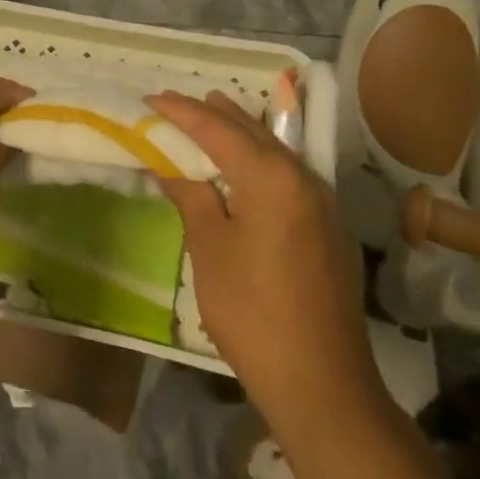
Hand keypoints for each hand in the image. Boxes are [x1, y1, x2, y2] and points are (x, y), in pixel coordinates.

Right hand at [149, 91, 382, 418]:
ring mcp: (323, 203)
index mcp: (272, 178)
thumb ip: (191, 196)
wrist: (320, 380)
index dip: (182, 112)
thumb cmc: (252, 310)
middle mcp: (304, 178)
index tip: (151, 98)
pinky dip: (260, 159)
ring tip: (212, 113)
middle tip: (178, 101)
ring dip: (240, 132)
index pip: (218, 130)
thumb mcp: (210, 248)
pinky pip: (288, 175)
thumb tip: (169, 164)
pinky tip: (245, 165)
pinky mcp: (328, 227)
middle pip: (252, 132)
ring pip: (275, 151)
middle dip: (214, 113)